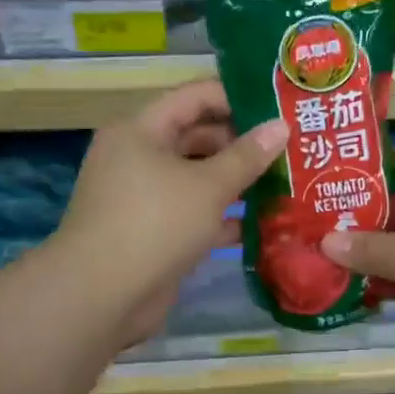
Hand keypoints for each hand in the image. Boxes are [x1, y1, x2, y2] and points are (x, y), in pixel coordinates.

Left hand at [53, 80, 287, 347]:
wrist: (101, 296)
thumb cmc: (154, 224)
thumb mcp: (207, 186)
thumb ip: (246, 156)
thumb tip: (281, 126)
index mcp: (141, 130)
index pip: (194, 97)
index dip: (237, 97)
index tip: (280, 105)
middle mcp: (139, 157)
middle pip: (198, 138)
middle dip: (243, 144)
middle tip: (293, 149)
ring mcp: (145, 198)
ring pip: (199, 180)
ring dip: (238, 183)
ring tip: (288, 183)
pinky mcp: (154, 234)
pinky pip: (195, 215)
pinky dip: (224, 218)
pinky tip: (265, 224)